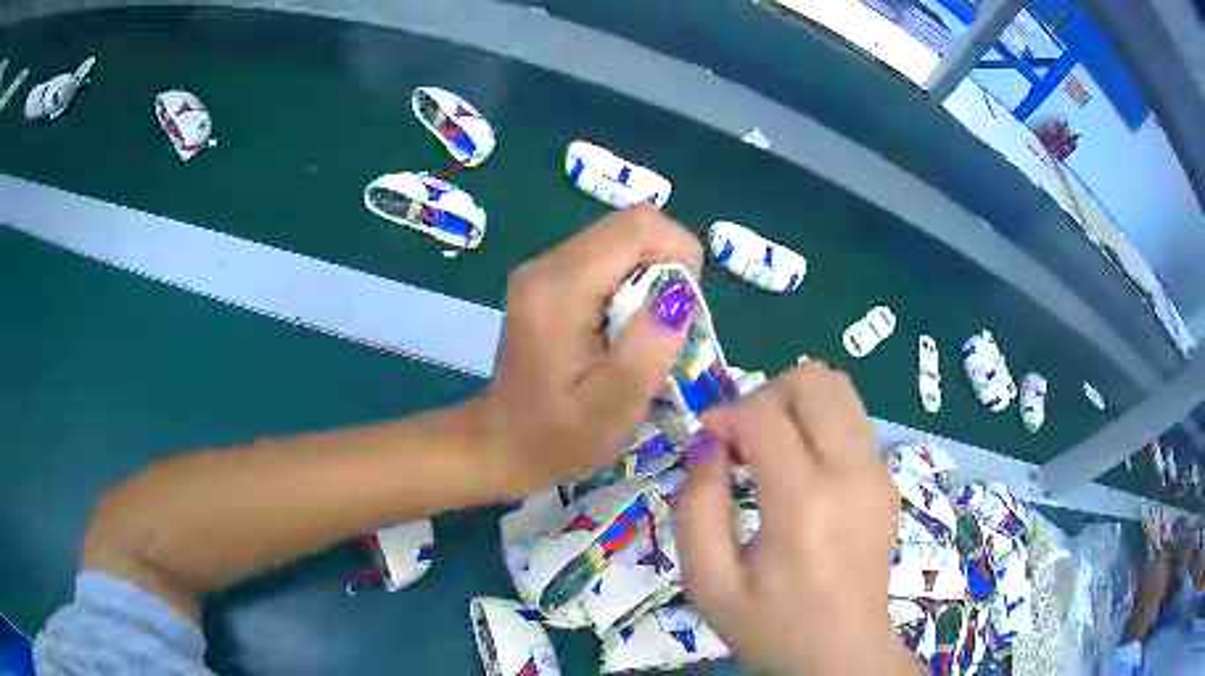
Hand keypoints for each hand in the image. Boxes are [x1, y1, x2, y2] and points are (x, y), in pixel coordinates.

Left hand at [476, 206, 702, 496]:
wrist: (503, 444)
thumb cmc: (559, 437)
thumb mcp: (614, 406)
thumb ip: (649, 347)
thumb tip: (680, 294)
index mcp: (559, 289)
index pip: (638, 226)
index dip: (679, 252)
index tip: (687, 308)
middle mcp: (546, 264)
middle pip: (630, 227)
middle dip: (667, 266)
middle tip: (669, 325)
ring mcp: (543, 268)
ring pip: (621, 240)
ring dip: (650, 277)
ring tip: (646, 332)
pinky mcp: (547, 279)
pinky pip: (606, 259)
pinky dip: (631, 284)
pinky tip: (624, 328)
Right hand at [676, 363, 917, 674]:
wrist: (844, 653)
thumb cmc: (772, 626)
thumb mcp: (710, 583)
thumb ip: (696, 507)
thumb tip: (708, 444)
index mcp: (804, 503)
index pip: (765, 413)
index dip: (727, 414)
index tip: (710, 445)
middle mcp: (851, 472)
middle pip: (814, 379)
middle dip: (767, 395)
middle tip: (744, 441)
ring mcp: (877, 471)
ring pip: (839, 388)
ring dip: (796, 404)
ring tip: (773, 450)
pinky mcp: (887, 478)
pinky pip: (853, 419)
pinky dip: (820, 424)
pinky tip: (803, 471)